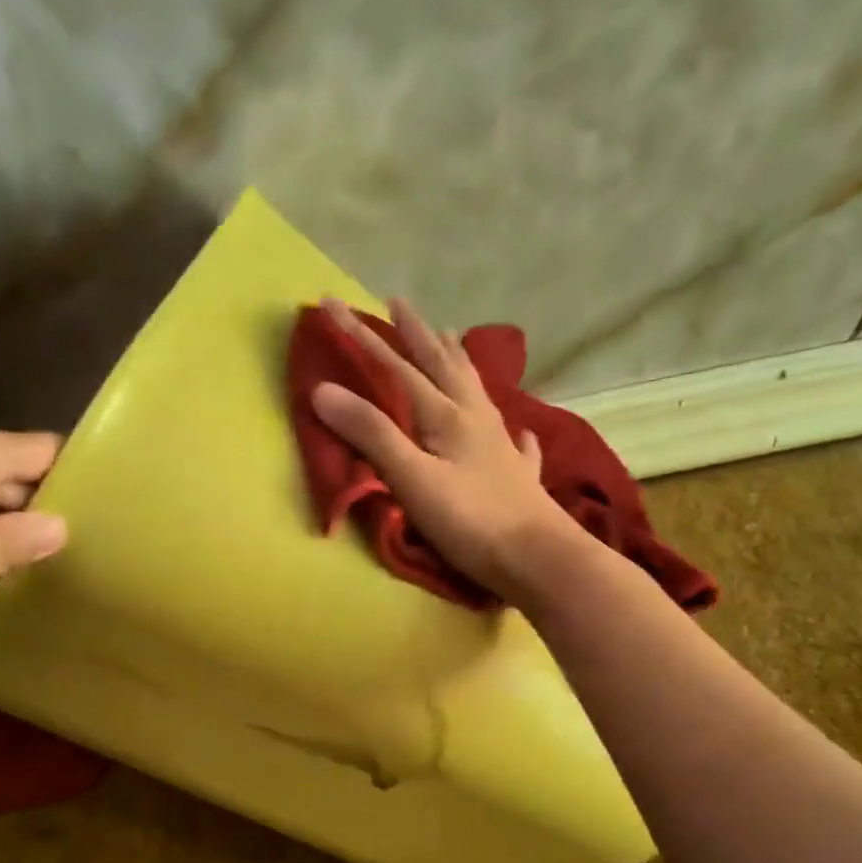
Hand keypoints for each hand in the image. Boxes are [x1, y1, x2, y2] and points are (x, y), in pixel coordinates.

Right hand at [311, 297, 576, 603]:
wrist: (538, 559)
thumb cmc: (470, 520)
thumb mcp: (411, 478)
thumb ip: (371, 434)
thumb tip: (323, 389)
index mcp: (446, 415)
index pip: (395, 366)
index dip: (361, 335)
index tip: (331, 303)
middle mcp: (475, 418)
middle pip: (441, 364)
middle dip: (415, 333)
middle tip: (399, 303)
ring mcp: (502, 444)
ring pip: (476, 389)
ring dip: (458, 360)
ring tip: (451, 337)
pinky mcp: (519, 474)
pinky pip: (516, 440)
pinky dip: (511, 427)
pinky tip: (519, 429)